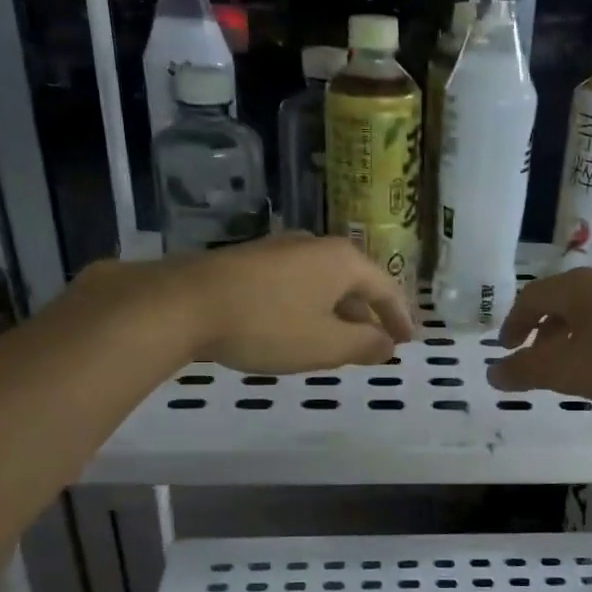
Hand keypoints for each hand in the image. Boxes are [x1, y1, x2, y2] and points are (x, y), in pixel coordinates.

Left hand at [150, 234, 414, 372]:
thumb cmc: (267, 325)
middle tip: (375, 342)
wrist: (184, 304)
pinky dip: (309, 306)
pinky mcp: (250, 260)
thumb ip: (363, 345)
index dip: (399, 317)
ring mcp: (280, 249)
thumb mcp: (325, 344)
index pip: (385, 288)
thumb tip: (387, 345)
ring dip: (337, 311)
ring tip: (338, 340)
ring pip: (323, 282)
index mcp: (342, 261)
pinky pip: (296, 283)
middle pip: (354, 281)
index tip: (407, 342)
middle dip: (367, 314)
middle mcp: (315, 246)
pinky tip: (297, 327)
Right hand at [489, 265, 591, 408]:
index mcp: (577, 288)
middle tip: (541, 357)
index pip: (532, 297)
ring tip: (581, 360)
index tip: (508, 347)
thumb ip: (526, 371)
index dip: (515, 322)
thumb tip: (492, 372)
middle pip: (567, 299)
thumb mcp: (568, 371)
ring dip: (581, 331)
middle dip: (548, 329)